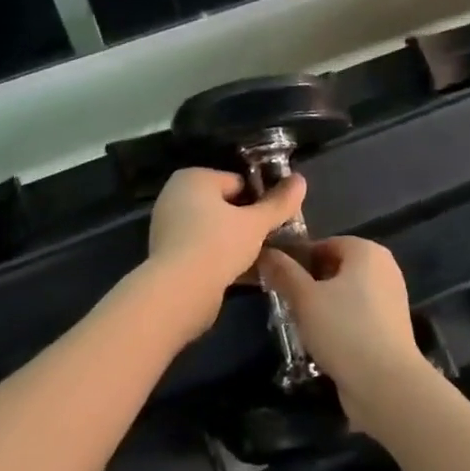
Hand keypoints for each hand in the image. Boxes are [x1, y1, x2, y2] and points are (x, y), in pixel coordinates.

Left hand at [147, 167, 306, 332]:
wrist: (179, 292)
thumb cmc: (218, 244)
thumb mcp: (256, 223)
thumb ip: (279, 203)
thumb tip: (301, 179)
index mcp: (193, 178)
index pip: (238, 182)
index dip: (261, 199)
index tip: (279, 219)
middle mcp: (176, 197)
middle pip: (225, 206)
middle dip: (249, 221)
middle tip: (274, 239)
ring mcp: (169, 228)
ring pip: (215, 230)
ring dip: (237, 242)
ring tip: (264, 258)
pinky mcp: (169, 256)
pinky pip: (204, 250)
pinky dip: (222, 258)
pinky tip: (246, 273)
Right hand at [258, 238, 424, 430]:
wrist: (386, 384)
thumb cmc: (344, 329)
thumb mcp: (305, 299)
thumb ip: (284, 273)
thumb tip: (266, 252)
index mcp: (367, 251)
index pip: (323, 244)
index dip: (297, 258)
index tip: (275, 278)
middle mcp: (383, 268)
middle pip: (335, 268)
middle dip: (308, 283)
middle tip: (283, 300)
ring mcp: (390, 298)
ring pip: (344, 293)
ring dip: (321, 304)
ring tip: (297, 322)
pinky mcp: (390, 327)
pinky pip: (356, 314)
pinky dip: (338, 321)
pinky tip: (320, 340)